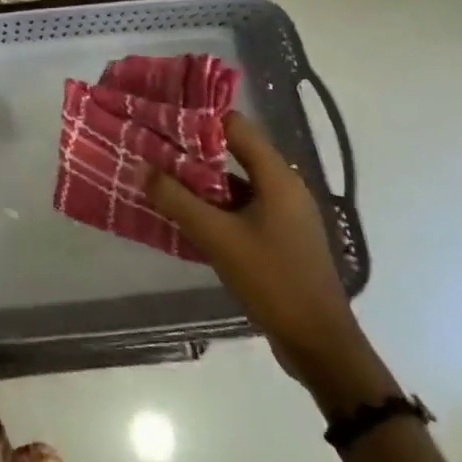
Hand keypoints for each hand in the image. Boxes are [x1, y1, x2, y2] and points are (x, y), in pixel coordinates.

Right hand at [148, 112, 392, 412]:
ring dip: (200, 179)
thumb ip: (178, 200)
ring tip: (159, 176)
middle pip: (234, 152)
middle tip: (152, 146)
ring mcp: (283, 214)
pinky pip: (240, 207)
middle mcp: (284, 188)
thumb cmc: (272, 280)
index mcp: (278, 178)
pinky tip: (183, 213)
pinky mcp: (278, 237)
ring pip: (235, 182)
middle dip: (193, 149)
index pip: (236, 127)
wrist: (319, 344)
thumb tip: (142, 168)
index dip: (199, 118)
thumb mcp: (218, 238)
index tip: (162, 117)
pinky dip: (212, 205)